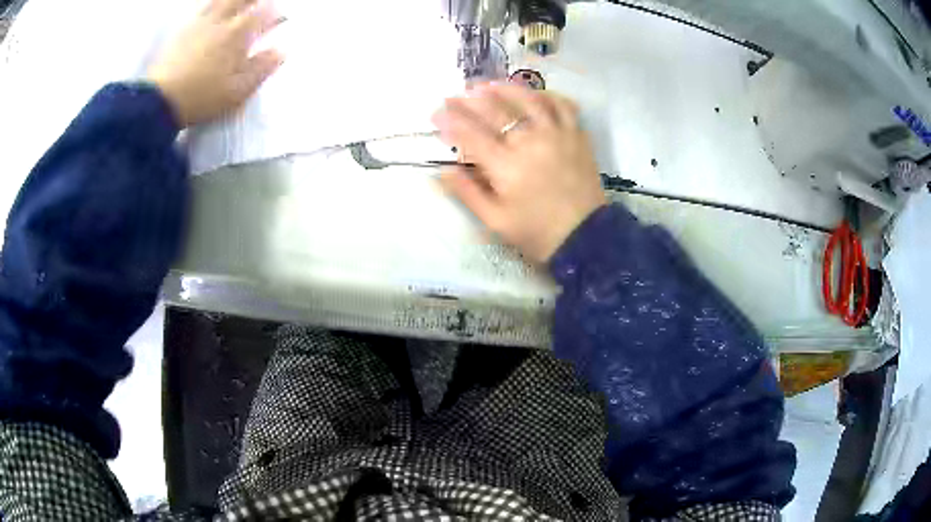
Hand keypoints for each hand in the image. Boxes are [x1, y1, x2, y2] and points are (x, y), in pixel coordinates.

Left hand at [147, 0, 284, 127]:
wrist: (159, 101)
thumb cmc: (201, 98)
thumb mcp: (236, 91)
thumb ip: (261, 69)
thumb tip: (282, 51)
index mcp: (237, 35)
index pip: (263, 13)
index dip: (274, 12)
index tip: (280, 17)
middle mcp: (220, 21)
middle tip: (261, 3)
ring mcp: (199, 23)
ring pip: (220, 0)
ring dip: (233, 0)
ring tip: (238, 4)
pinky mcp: (182, 30)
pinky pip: (201, 8)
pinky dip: (212, 4)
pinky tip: (213, 8)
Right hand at [432, 84, 605, 265]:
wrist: (585, 237)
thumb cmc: (536, 232)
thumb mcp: (495, 221)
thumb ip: (467, 192)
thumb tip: (441, 171)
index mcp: (506, 165)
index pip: (470, 133)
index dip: (450, 120)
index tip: (436, 113)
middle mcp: (530, 141)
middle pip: (494, 110)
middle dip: (469, 100)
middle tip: (455, 95)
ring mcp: (557, 134)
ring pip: (528, 99)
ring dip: (504, 88)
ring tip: (488, 85)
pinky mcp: (577, 135)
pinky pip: (562, 105)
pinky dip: (547, 95)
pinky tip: (535, 94)